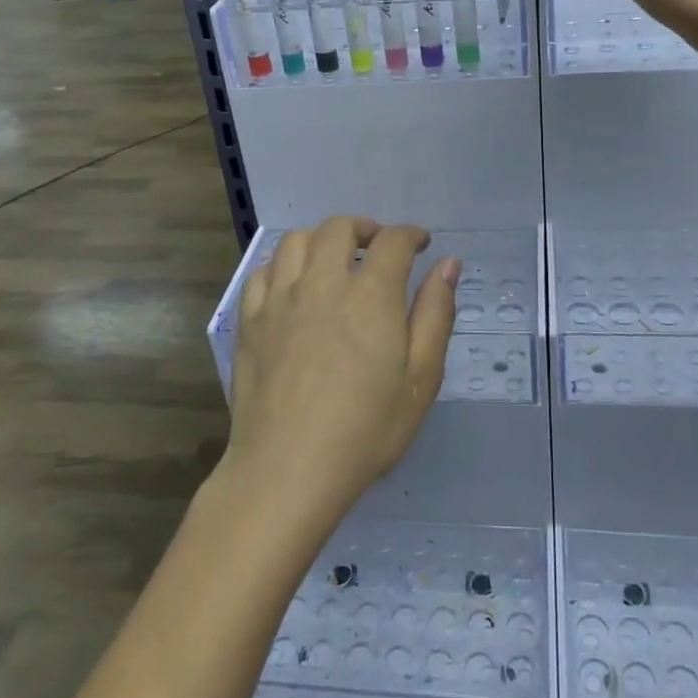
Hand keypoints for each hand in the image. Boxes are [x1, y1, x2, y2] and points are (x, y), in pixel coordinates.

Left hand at [222, 217, 457, 526]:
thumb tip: (448, 264)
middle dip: (364, 228)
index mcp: (370, 296)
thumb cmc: (365, 431)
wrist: (287, 469)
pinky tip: (292, 286)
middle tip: (376, 246)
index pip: (393, 241)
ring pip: (296, 241)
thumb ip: (436, 315)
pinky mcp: (250, 320)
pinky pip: (262, 272)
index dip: (410, 235)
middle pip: (339, 228)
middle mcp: (322, 283)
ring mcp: (279, 299)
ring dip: (321, 239)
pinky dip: (283, 266)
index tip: (421, 244)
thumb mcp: (420, 379)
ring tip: (333, 259)